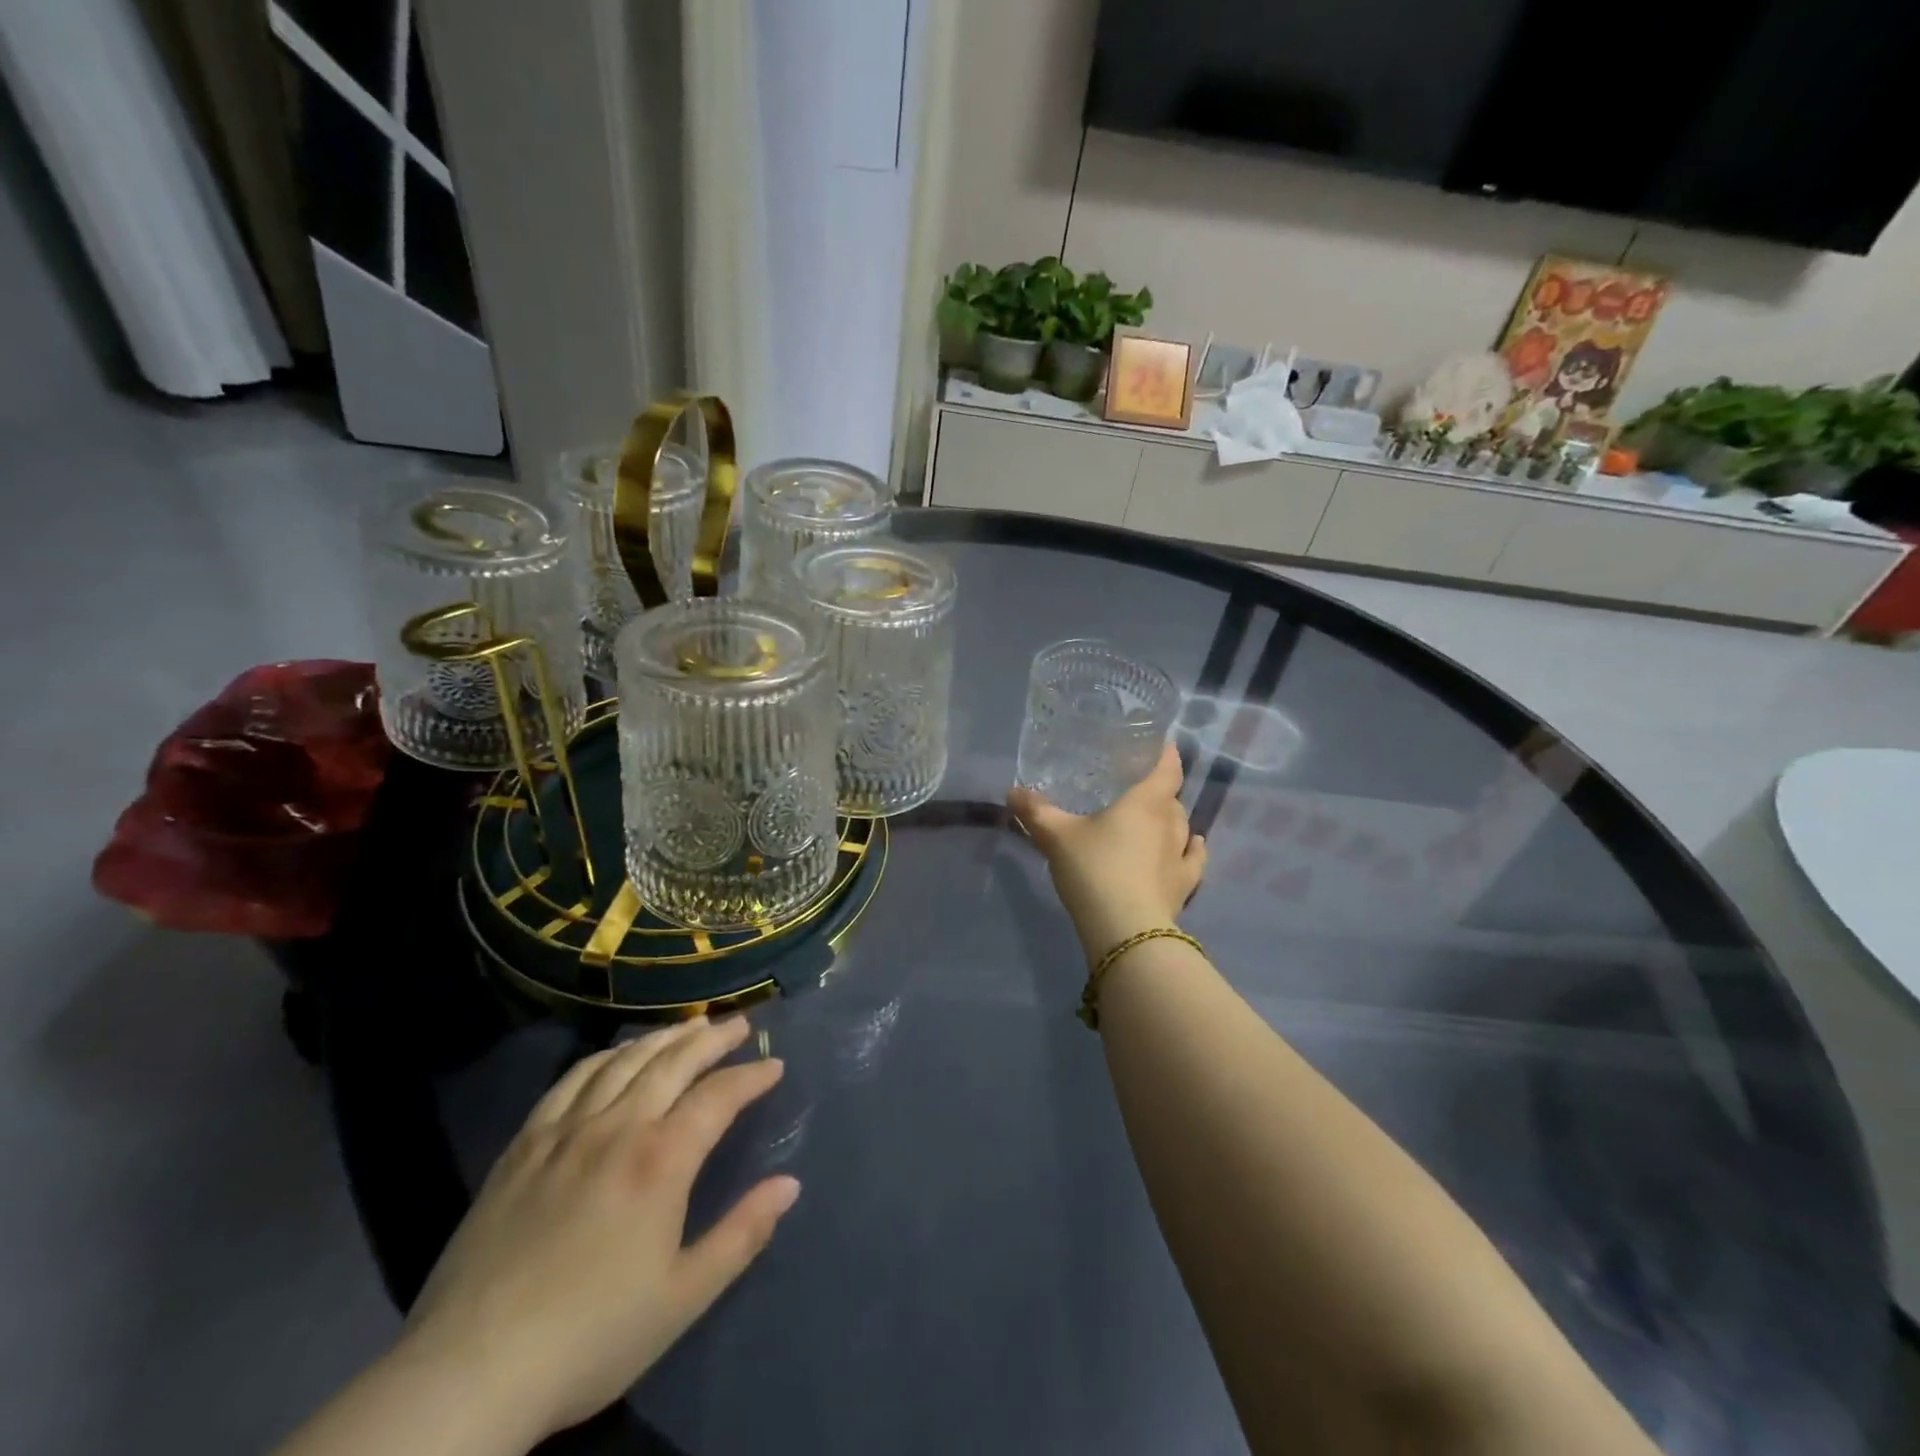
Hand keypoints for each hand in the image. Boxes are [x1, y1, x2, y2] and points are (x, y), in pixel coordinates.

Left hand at [399, 1017, 799, 1443]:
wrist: (470, 1372)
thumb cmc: (591, 1336)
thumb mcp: (683, 1297)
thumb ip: (742, 1234)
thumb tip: (789, 1184)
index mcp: (661, 1159)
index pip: (719, 1096)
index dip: (752, 1076)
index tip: (775, 1067)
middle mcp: (617, 1127)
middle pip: (674, 1061)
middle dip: (713, 1037)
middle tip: (740, 1023)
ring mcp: (566, 1130)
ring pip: (625, 1060)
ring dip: (664, 1036)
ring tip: (690, 1025)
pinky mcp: (524, 1145)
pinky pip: (572, 1080)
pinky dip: (605, 1056)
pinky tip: (617, 1055)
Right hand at [1008, 742, 1206, 958]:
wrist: (1124, 928)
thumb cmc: (1093, 868)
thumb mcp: (1056, 837)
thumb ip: (1036, 812)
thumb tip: (1012, 791)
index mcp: (1144, 802)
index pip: (1166, 769)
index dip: (1166, 755)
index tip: (1163, 745)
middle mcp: (1169, 822)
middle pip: (1171, 798)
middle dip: (1160, 790)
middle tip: (1139, 788)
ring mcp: (1181, 855)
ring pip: (1183, 826)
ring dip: (1172, 818)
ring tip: (1157, 817)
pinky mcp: (1185, 885)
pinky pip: (1194, 858)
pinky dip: (1194, 848)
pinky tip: (1194, 845)